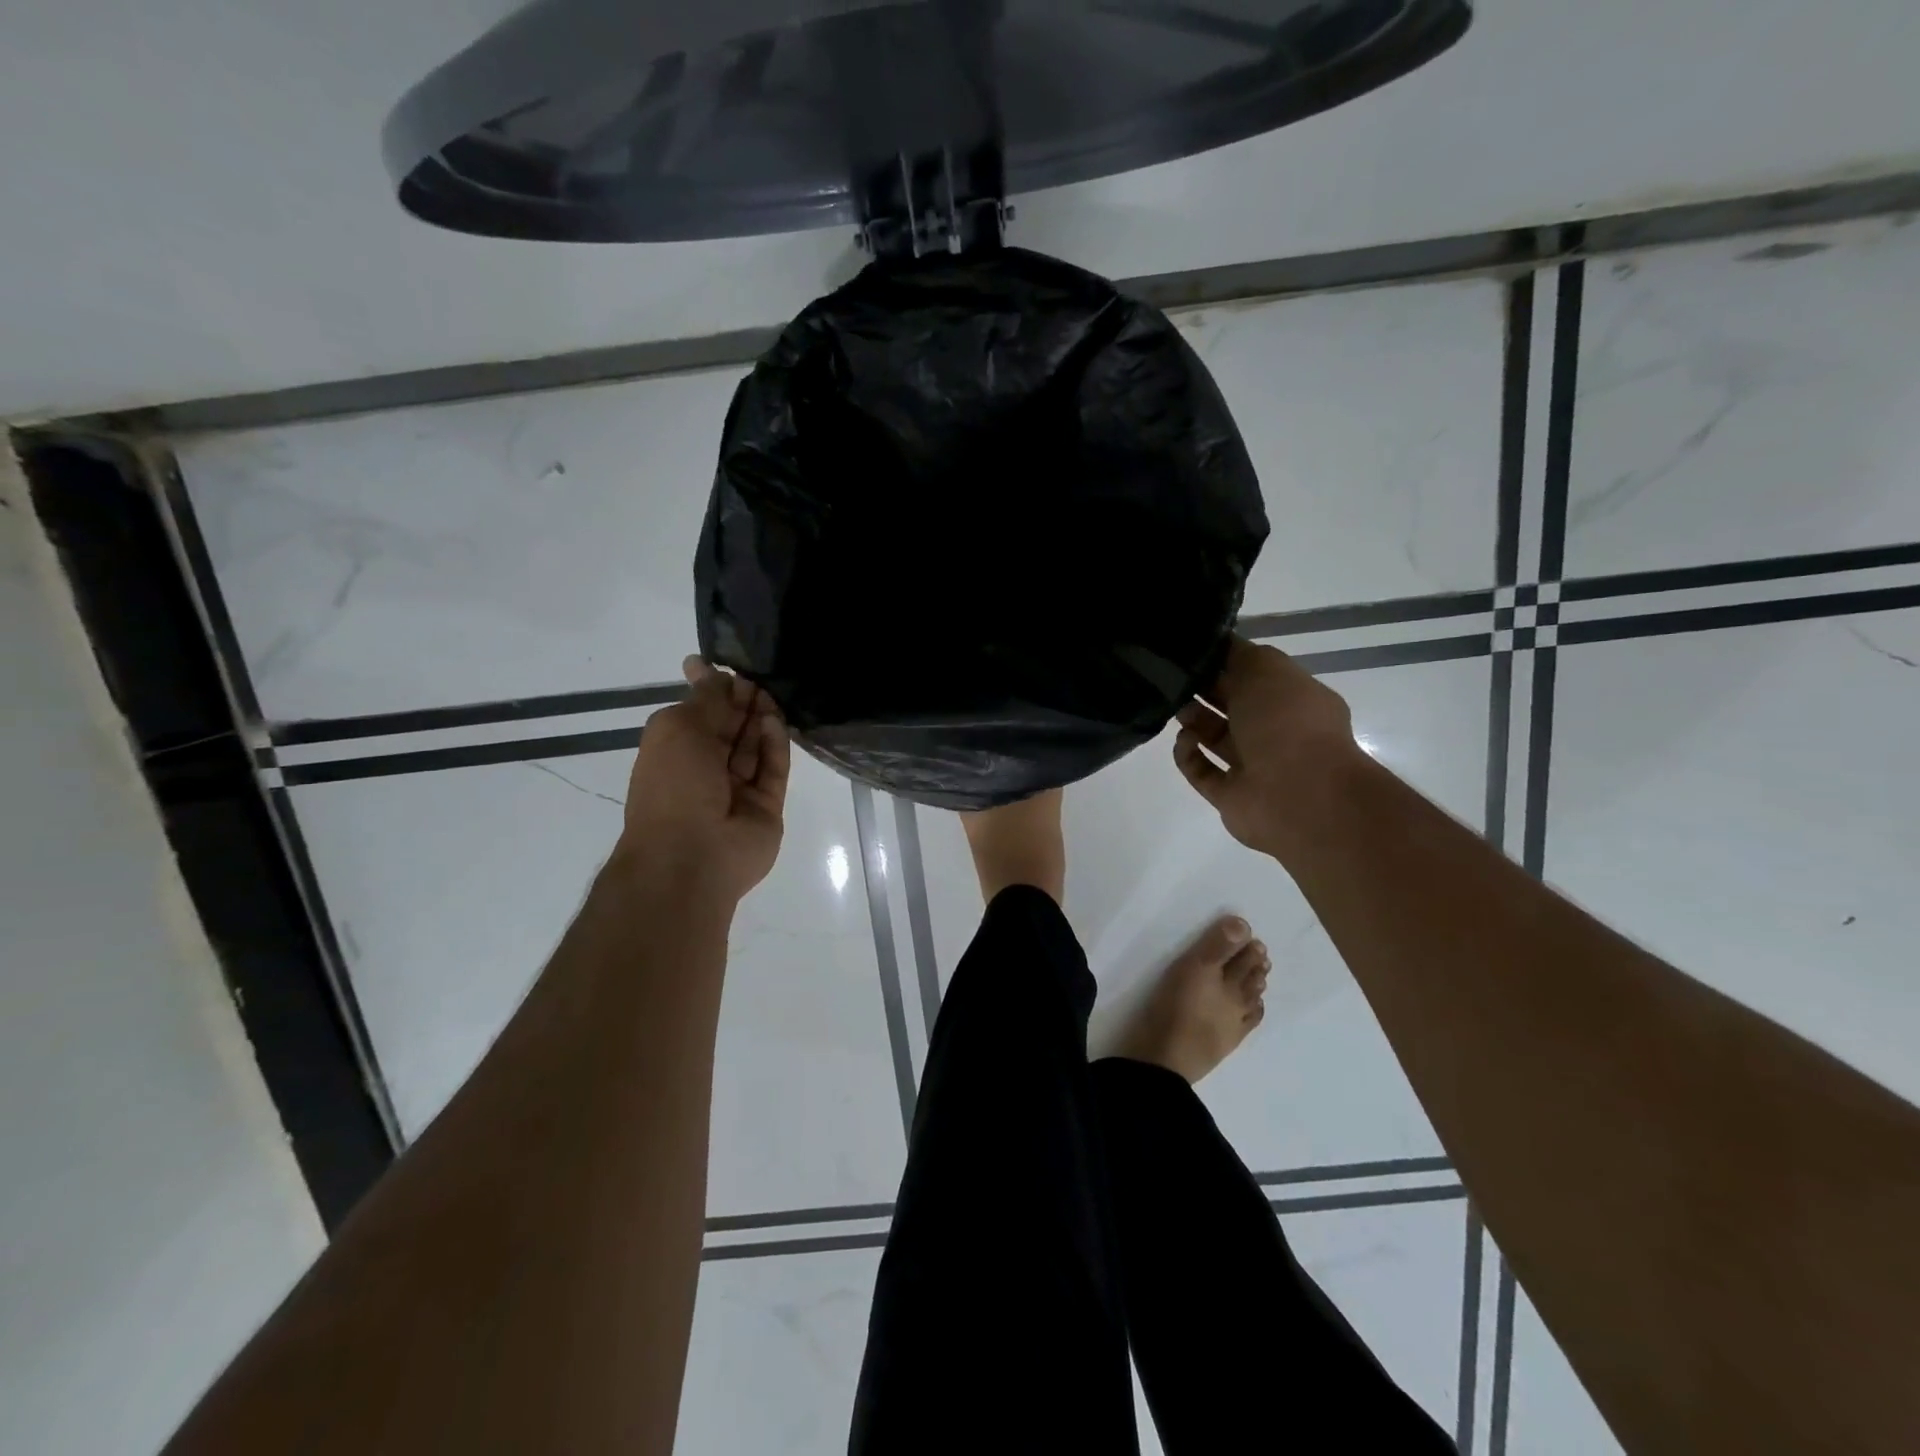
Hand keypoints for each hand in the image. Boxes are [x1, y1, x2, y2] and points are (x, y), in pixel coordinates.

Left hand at [615, 657, 790, 904]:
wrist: (691, 855)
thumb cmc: (673, 786)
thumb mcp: (678, 728)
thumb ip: (705, 699)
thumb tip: (711, 670)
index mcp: (676, 750)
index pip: (698, 713)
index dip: (711, 688)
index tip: (725, 664)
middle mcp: (706, 768)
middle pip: (730, 727)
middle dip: (741, 701)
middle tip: (756, 675)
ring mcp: (738, 789)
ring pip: (754, 746)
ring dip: (760, 718)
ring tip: (770, 692)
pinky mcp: (766, 805)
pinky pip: (773, 770)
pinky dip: (774, 745)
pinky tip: (775, 720)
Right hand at [1173, 637, 1367, 858]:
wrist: (1298, 794)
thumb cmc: (1287, 722)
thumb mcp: (1266, 668)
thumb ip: (1239, 654)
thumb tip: (1218, 645)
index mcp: (1293, 699)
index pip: (1254, 675)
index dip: (1225, 662)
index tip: (1193, 652)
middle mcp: (1275, 732)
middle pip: (1231, 706)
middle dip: (1204, 690)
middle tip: (1175, 679)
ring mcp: (1252, 766)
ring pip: (1215, 737)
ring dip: (1193, 721)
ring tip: (1177, 708)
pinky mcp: (1229, 795)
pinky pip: (1201, 772)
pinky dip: (1189, 756)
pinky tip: (1184, 741)